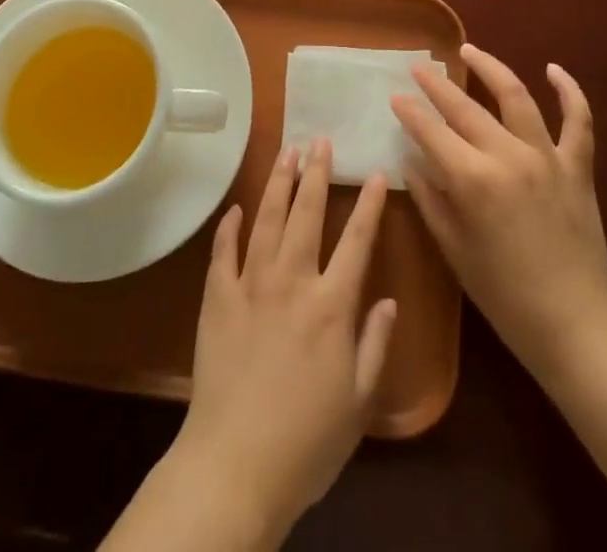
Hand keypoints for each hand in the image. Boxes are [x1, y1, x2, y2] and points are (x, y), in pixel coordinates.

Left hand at [169, 140, 395, 540]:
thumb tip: (389, 299)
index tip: (376, 172)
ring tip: (286, 153)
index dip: (369, 204)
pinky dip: (229, 227)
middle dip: (316, 174)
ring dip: (278, 183)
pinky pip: (223, 252)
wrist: (236, 466)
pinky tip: (235, 208)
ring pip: (266, 220)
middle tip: (320, 140)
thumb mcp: (358, 402)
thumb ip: (375, 344)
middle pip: (306, 214)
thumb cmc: (307, 442)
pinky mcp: (217, 299)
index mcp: (331, 305)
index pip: (357, 241)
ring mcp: (250, 286)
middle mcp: (292, 282)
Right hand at [392, 44, 606, 386]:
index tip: (395, 95)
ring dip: (490, 68)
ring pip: (516, 96)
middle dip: (437, 85)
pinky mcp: (578, 168)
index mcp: (474, 180)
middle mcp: (509, 157)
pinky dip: (569, 91)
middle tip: (418, 67)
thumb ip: (431, 199)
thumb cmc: (505, 296)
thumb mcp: (455, 251)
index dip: (410, 111)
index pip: (432, 132)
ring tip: (469, 51)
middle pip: (465, 108)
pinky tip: (553, 69)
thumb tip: (411, 160)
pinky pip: (578, 121)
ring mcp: (548, 158)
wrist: (576, 326)